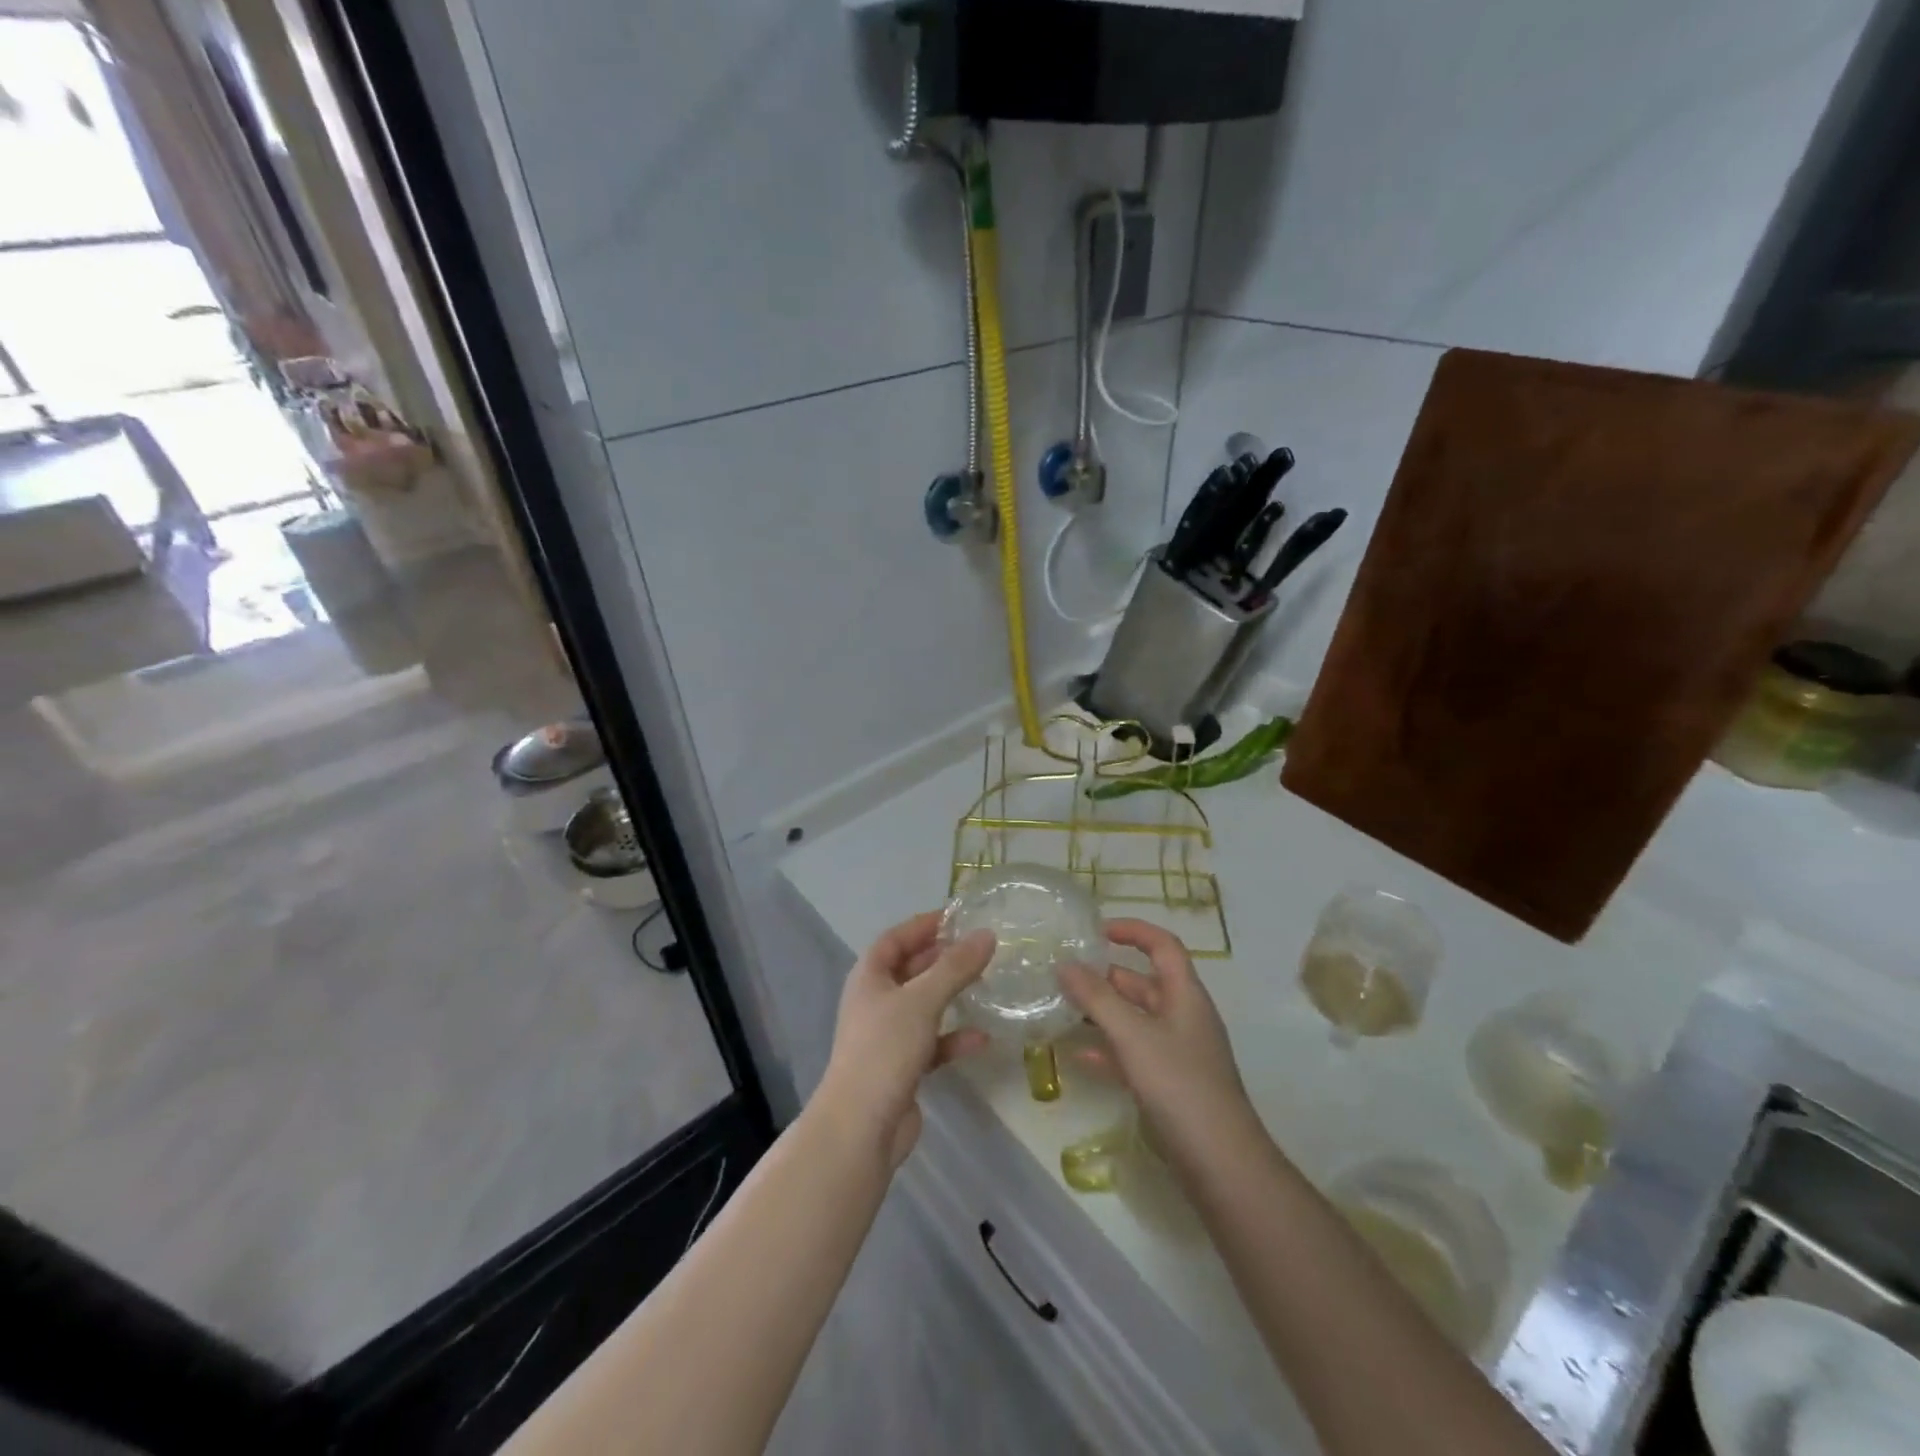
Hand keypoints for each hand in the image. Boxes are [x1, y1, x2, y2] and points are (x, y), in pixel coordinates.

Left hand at [819, 912, 995, 1167]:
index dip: (923, 925)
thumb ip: (955, 967)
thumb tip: (987, 934)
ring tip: (985, 984)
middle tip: (979, 948)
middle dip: (942, 958)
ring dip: (951, 996)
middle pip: (911, 970)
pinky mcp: (901, 1067)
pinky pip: (932, 1043)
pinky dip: (953, 1039)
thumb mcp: (923, 1000)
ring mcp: (887, 1036)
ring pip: (923, 1006)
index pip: (895, 938)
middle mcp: (875, 1002)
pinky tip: (981, 1039)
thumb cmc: (885, 1049)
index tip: (957, 916)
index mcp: (869, 977)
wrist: (860, 1127)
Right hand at [1058, 919, 1262, 1175]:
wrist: (1221, 1163)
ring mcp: (1178, 1052)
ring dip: (1103, 1013)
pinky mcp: (1170, 1084)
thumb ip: (1097, 999)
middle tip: (1065, 973)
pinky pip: (1135, 1054)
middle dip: (1106, 975)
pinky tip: (1081, 1056)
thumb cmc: (1179, 1085)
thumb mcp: (1133, 1035)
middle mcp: (1184, 1017)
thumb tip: (1065, 964)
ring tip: (1063, 1008)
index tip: (1095, 931)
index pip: (1162, 945)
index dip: (1132, 931)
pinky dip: (1109, 1049)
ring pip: (1136, 1019)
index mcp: (1185, 995)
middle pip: (1144, 982)